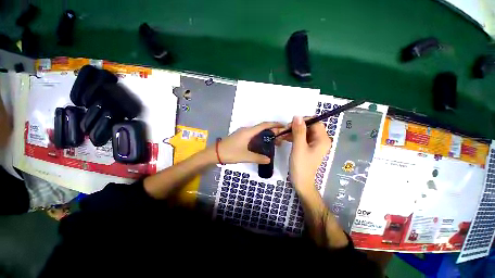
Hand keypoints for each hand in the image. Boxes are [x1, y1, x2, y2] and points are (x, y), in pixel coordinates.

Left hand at [217, 122, 282, 163]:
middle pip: (261, 127)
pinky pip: (253, 134)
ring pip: (257, 131)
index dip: (274, 124)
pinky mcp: (240, 136)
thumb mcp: (245, 156)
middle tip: (280, 137)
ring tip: (273, 140)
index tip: (282, 125)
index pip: (264, 125)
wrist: (215, 153)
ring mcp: (242, 133)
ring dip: (266, 134)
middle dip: (272, 130)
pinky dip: (260, 137)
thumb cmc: (230, 153)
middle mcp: (246, 130)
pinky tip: (262, 143)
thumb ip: (258, 158)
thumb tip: (269, 159)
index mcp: (248, 132)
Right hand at [279, 116, 331, 194]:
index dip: (303, 120)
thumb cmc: (301, 165)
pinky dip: (293, 137)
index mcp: (322, 139)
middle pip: (309, 127)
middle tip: (284, 130)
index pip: (315, 122)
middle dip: (296, 127)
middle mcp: (320, 140)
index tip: (290, 124)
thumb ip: (299, 131)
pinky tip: (284, 139)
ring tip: (282, 135)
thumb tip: (297, 116)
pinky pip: (301, 138)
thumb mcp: (299, 147)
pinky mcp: (308, 147)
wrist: (300, 182)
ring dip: (293, 132)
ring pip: (303, 132)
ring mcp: (314, 144)